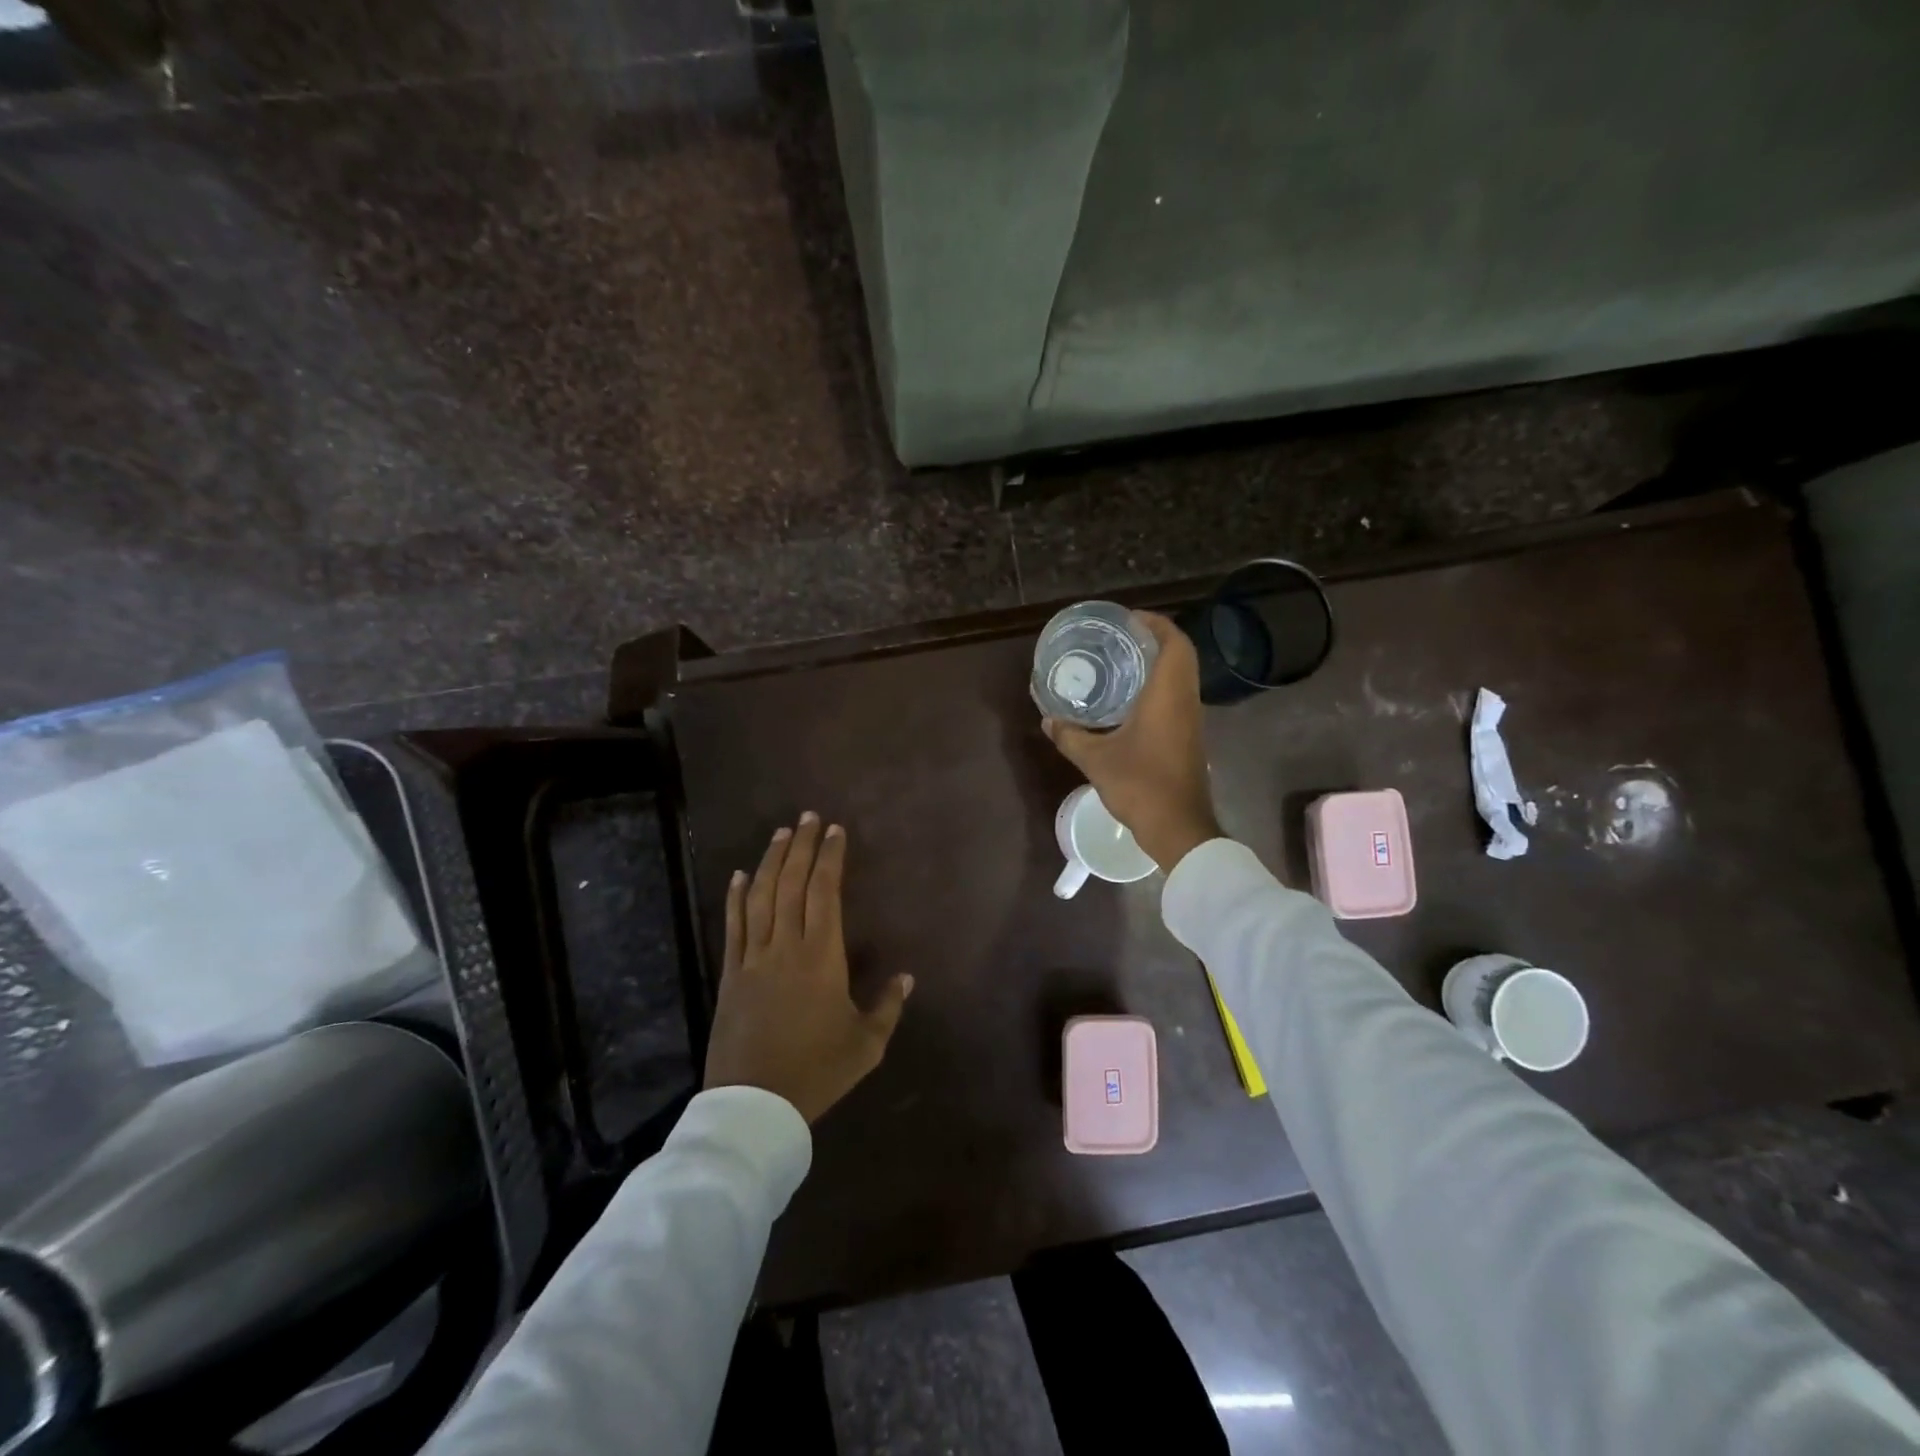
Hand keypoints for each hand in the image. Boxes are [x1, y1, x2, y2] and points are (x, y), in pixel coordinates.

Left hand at [704, 813, 913, 1123]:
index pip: (824, 892)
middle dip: (803, 847)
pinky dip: (736, 897)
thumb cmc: (817, 1071)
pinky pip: (734, 926)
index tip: (836, 831)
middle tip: (810, 817)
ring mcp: (753, 958)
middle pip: (792, 884)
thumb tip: (907, 976)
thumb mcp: (866, 1045)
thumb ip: (888, 1007)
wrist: (754, 1105)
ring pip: (761, 897)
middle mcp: (786, 946)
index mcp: (821, 956)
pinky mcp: (730, 974)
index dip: (830, 858)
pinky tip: (739, 875)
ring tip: (782, 833)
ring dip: (771, 861)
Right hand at [1044, 611, 1221, 872]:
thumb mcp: (1096, 760)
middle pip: (1181, 655)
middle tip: (1120, 637)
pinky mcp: (1189, 738)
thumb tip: (1048, 720)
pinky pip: (1177, 697)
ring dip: (1158, 663)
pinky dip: (1159, 686)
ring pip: (1181, 677)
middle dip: (1154, 639)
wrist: (1178, 827)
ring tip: (1122, 661)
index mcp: (1168, 695)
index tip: (1128, 618)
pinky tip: (1130, 699)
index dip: (1155, 623)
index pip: (1174, 642)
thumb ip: (1070, 736)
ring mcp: (1191, 720)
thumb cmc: (1141, 785)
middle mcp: (1185, 701)